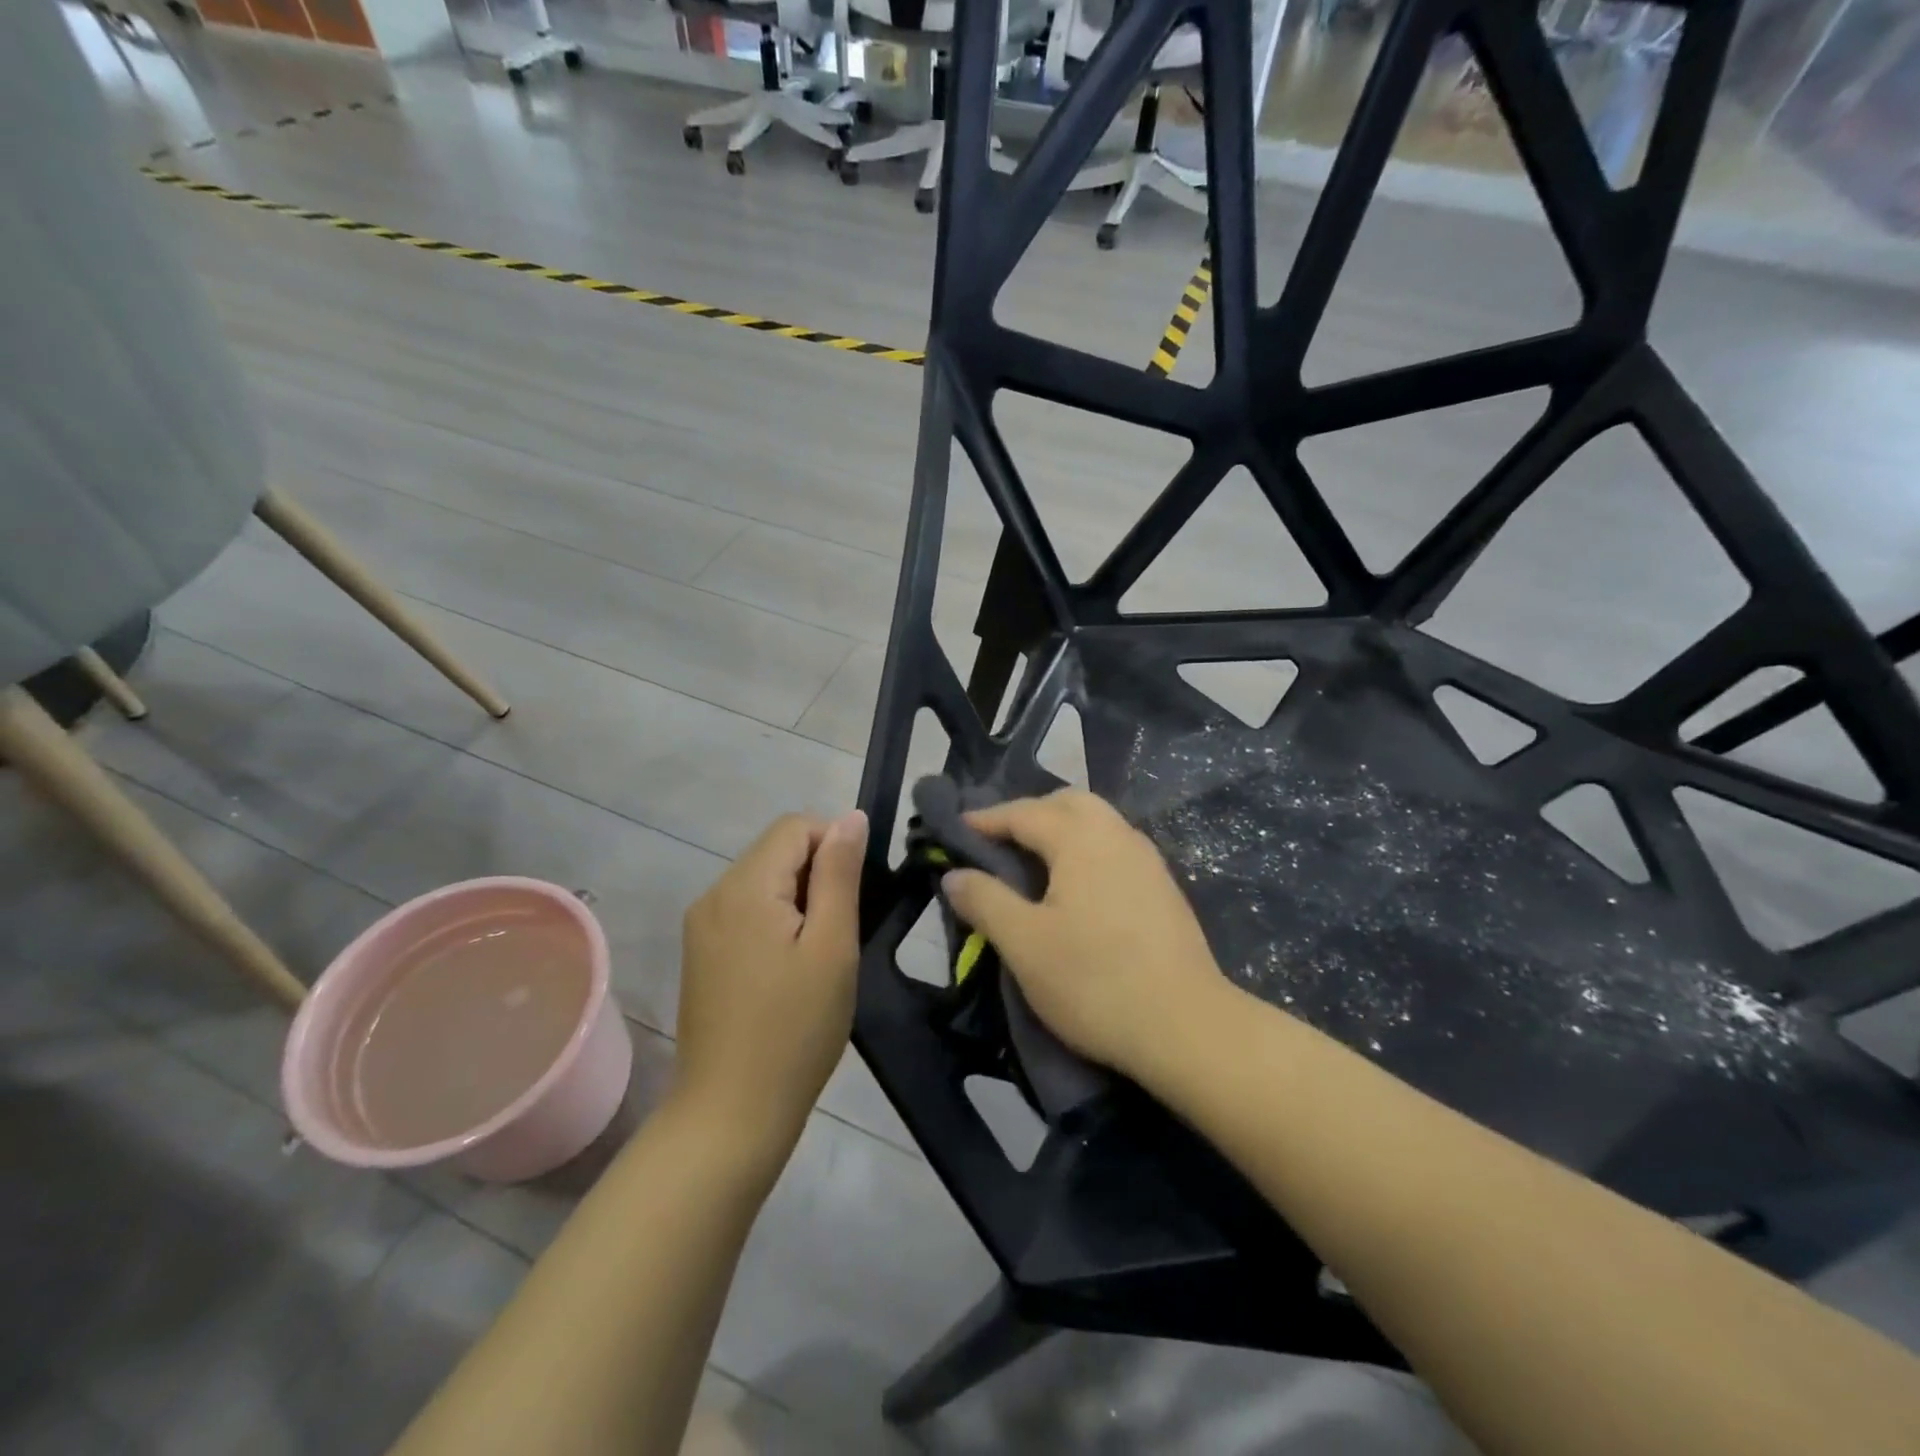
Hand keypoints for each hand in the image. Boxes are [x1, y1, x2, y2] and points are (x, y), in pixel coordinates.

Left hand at [674, 810, 867, 1171]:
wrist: (730, 1114)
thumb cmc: (795, 1029)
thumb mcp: (832, 947)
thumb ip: (840, 874)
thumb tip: (851, 817)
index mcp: (744, 887)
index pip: (795, 826)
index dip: (835, 844)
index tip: (857, 894)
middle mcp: (713, 894)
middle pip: (776, 850)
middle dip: (817, 873)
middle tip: (840, 931)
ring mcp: (701, 925)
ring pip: (762, 879)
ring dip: (799, 898)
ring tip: (818, 952)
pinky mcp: (700, 952)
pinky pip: (746, 909)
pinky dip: (776, 919)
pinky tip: (790, 966)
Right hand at [941, 790, 1226, 1080]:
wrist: (1187, 1027)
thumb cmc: (1094, 981)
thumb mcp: (1024, 944)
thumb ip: (985, 900)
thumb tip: (954, 874)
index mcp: (1081, 838)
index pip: (1023, 812)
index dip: (985, 819)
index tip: (955, 830)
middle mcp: (1118, 835)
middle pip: (1067, 803)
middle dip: (1028, 814)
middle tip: (998, 843)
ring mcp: (1148, 860)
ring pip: (1097, 823)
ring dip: (1061, 830)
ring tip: (1033, 864)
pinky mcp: (1164, 888)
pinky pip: (1115, 848)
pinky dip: (1085, 850)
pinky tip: (1076, 888)